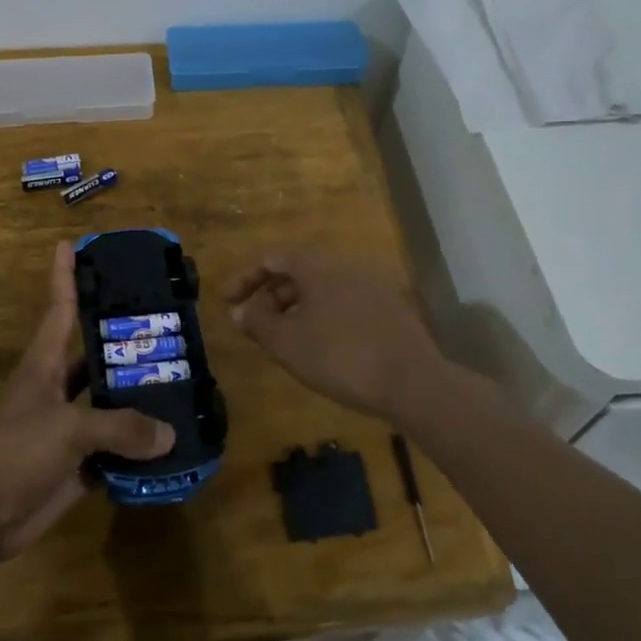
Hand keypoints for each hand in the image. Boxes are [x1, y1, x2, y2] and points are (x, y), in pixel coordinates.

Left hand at [0, 241, 173, 562]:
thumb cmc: (15, 453)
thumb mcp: (69, 429)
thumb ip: (120, 427)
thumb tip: (169, 434)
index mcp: (45, 366)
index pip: (60, 309)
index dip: (66, 276)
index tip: (72, 244)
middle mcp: (57, 390)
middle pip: (94, 357)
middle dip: (124, 343)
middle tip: (166, 326)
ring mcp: (67, 428)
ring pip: (108, 405)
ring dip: (138, 398)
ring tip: (180, 381)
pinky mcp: (75, 465)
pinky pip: (114, 449)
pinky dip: (138, 447)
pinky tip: (169, 442)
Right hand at [224, 249, 445, 419]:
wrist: (413, 381)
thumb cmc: (340, 356)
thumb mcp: (287, 343)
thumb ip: (258, 323)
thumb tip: (240, 312)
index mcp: (317, 265)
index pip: (272, 258)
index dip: (245, 279)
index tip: (228, 303)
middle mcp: (345, 266)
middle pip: (297, 272)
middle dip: (270, 296)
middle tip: (254, 325)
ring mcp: (371, 286)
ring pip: (322, 289)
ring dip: (295, 308)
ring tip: (283, 339)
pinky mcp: (389, 310)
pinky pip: (343, 303)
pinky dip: (322, 317)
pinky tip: (320, 347)